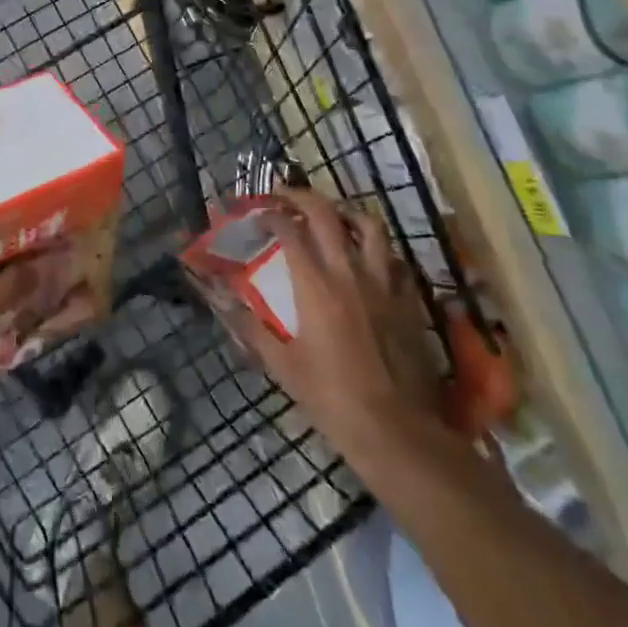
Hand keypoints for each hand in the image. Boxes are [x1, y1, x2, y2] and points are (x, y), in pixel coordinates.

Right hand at [222, 188, 444, 470]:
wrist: (397, 430)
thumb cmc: (332, 398)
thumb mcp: (282, 365)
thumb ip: (249, 326)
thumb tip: (218, 298)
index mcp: (315, 284)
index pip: (289, 229)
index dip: (270, 214)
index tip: (258, 213)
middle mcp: (349, 271)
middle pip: (326, 213)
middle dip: (302, 196)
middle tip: (286, 196)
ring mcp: (384, 282)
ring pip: (369, 226)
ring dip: (346, 213)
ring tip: (333, 217)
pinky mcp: (408, 299)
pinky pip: (395, 258)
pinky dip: (378, 249)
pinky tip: (369, 259)